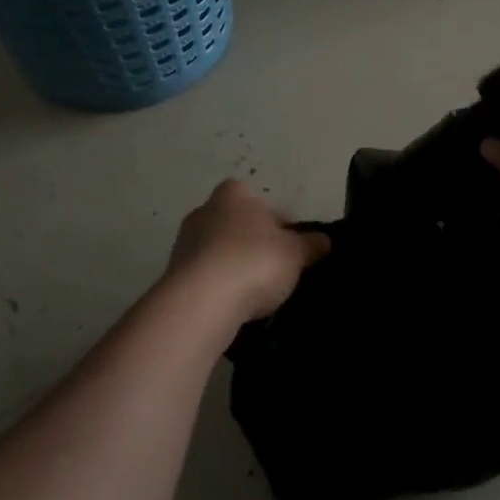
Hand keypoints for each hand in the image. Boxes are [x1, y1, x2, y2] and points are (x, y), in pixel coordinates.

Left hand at [166, 180, 328, 322]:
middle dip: (255, 243)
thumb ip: (311, 244)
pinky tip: (237, 305)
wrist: (202, 302)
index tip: (292, 244)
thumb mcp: (296, 253)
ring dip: (236, 266)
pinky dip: (220, 287)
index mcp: (233, 195)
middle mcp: (204, 211)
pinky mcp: (174, 277)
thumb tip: (324, 240)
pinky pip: (206, 277)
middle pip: (237, 225)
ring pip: (219, 251)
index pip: (261, 201)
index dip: (279, 221)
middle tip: (278, 267)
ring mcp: (184, 244)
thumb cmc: (254, 261)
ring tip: (259, 292)